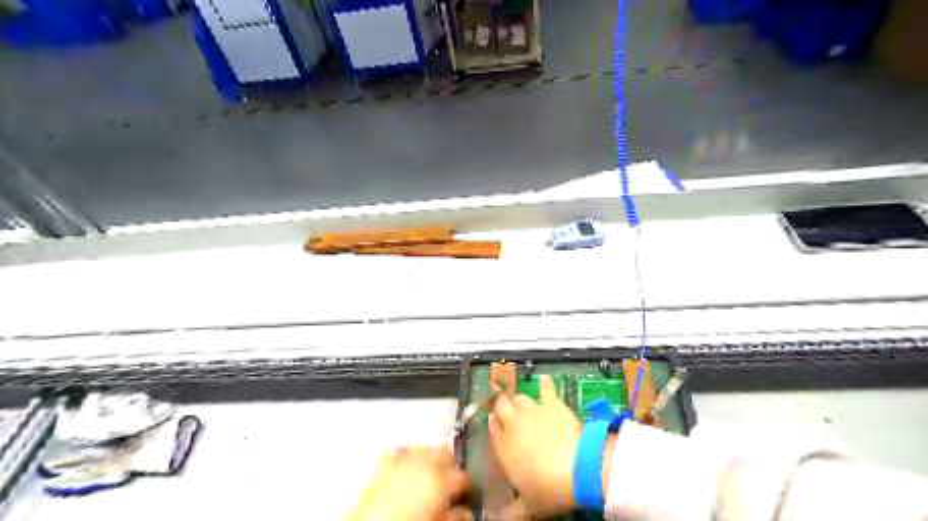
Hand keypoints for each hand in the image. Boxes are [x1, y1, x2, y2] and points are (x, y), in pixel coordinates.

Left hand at [352, 444, 474, 520]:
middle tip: (451, 479)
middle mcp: (423, 464)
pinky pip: (398, 451)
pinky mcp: (383, 465)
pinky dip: (404, 454)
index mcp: (441, 479)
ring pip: (423, 447)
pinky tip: (406, 463)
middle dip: (449, 463)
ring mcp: (402, 461)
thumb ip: (454, 515)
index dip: (467, 485)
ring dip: (429, 456)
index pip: (463, 476)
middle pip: (444, 452)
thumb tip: (464, 513)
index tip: (466, 492)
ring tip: (431, 470)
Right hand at [485, 375, 577, 517]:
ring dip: (520, 400)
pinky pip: (546, 388)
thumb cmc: (547, 489)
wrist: (576, 468)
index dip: (494, 425)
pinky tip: (545, 380)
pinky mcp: (552, 403)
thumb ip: (511, 510)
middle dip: (502, 407)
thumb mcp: (528, 505)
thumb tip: (497, 520)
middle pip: (501, 407)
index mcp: (503, 447)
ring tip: (524, 404)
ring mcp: (532, 411)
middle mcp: (513, 424)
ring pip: (519, 398)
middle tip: (507, 410)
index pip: (492, 429)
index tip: (496, 424)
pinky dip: (545, 384)